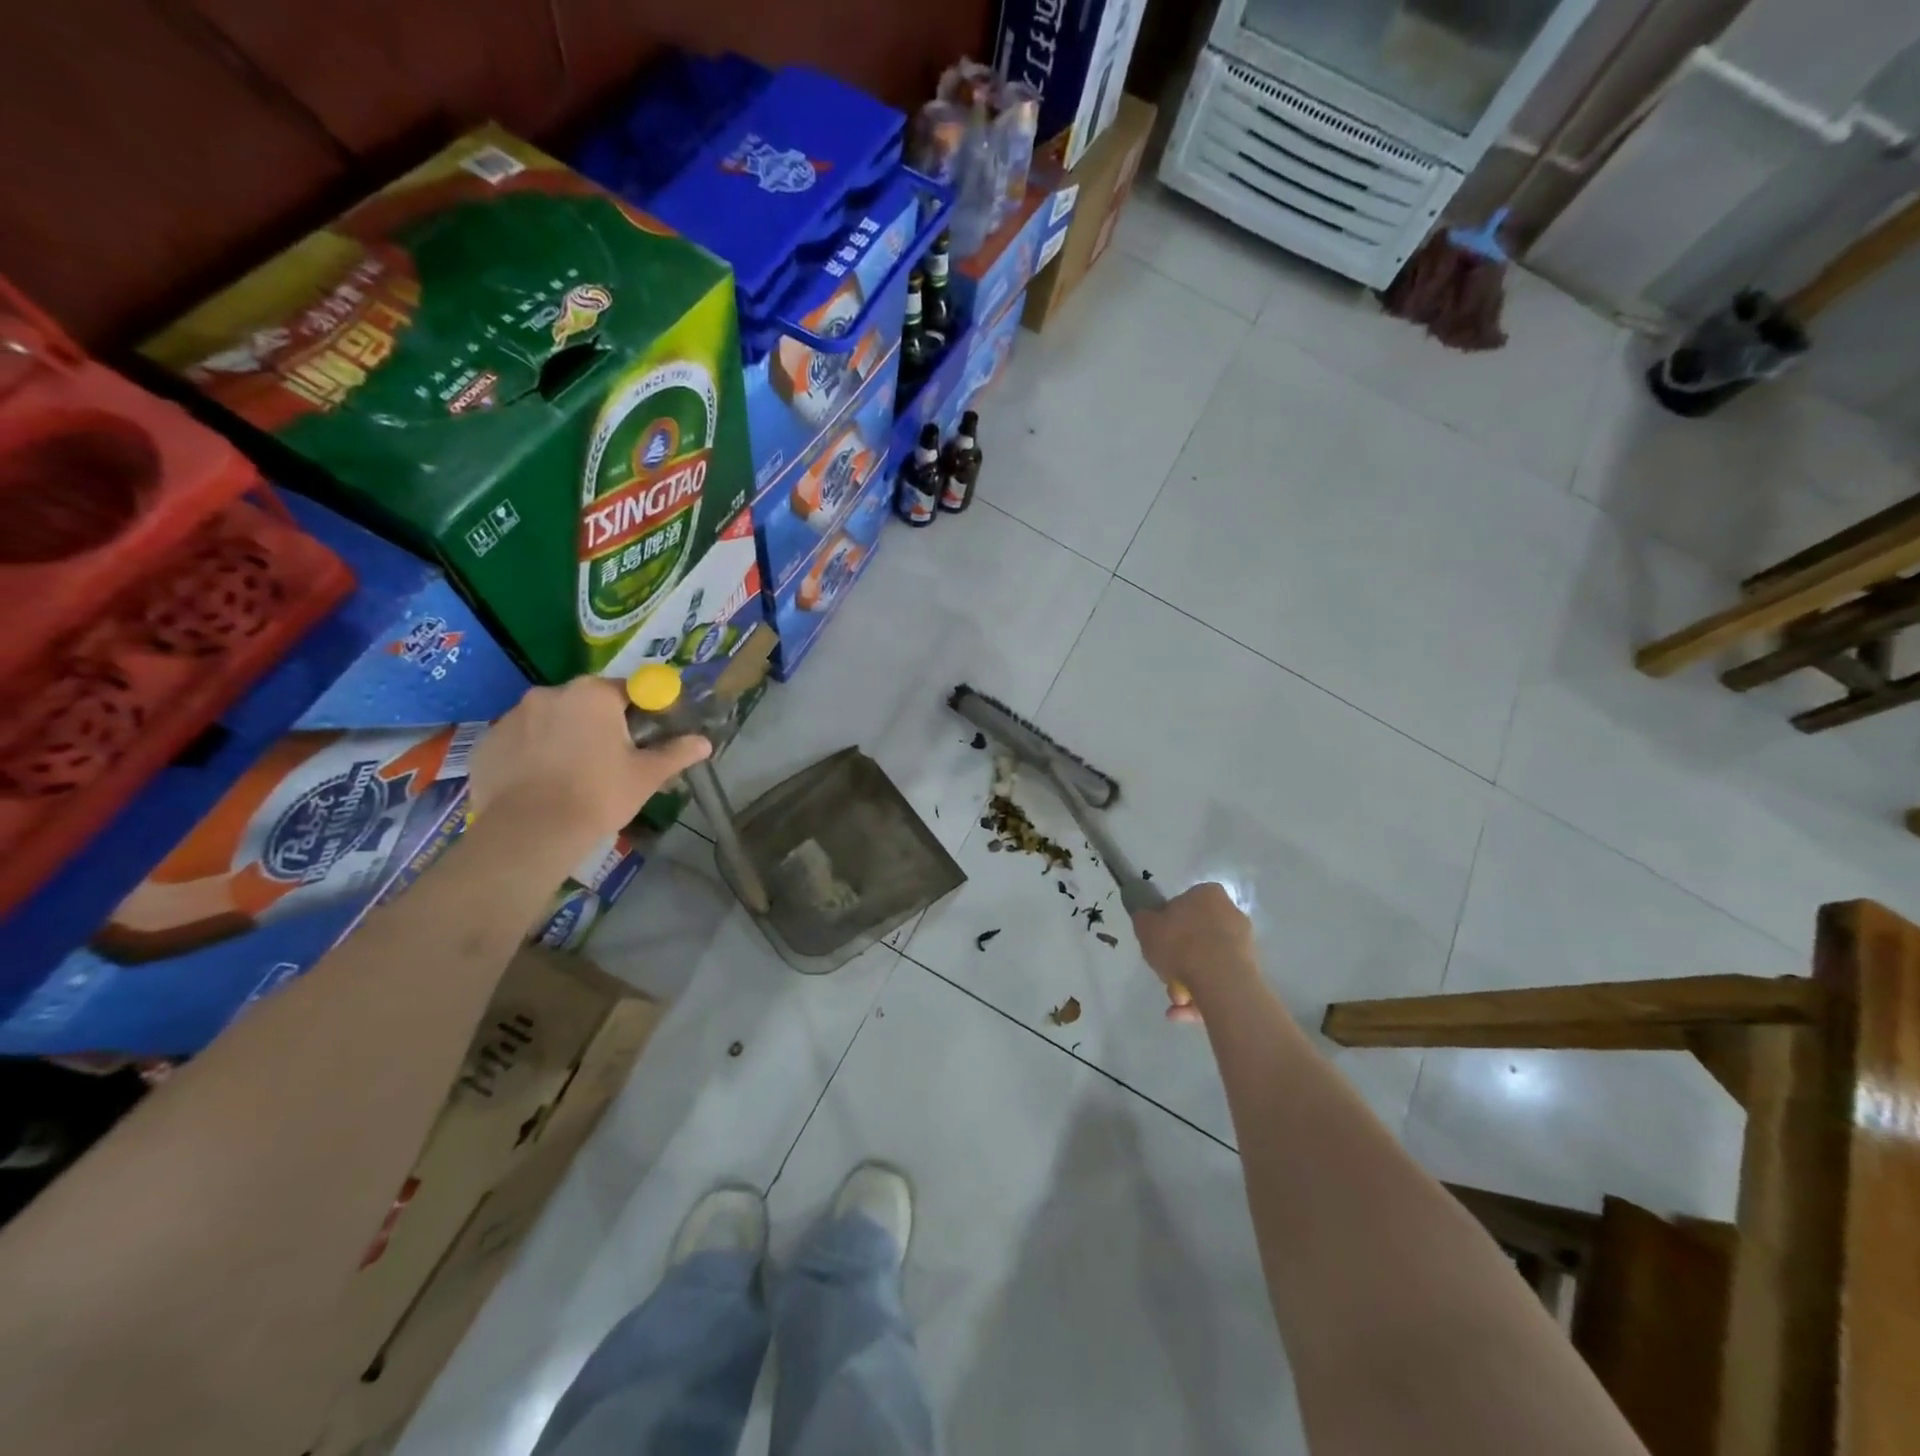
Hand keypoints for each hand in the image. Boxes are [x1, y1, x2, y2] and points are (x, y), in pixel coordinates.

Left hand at [468, 677, 711, 843]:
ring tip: (573, 775)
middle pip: (587, 702)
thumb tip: (705, 742)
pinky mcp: (486, 743)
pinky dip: (533, 754)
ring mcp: (512, 716)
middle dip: (601, 723)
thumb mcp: (647, 775)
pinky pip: (520, 741)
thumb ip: (677, 753)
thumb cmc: (598, 795)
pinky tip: (542, 784)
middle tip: (613, 760)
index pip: (629, 689)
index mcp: (593, 694)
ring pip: (551, 720)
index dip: (643, 711)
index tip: (647, 736)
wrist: (530, 833)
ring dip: (565, 736)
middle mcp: (550, 694)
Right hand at [1132, 883, 1256, 1023]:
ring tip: (1176, 1003)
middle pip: (1196, 936)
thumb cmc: (1180, 944)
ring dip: (1188, 982)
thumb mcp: (1146, 927)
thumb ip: (1144, 919)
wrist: (1220, 980)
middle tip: (1166, 977)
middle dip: (1179, 961)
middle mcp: (1230, 913)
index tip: (1159, 944)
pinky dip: (1202, 995)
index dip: (1167, 925)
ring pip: (1207, 961)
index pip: (1184, 904)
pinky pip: (1219, 980)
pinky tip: (1184, 1012)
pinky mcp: (1251, 970)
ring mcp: (1243, 943)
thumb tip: (1148, 919)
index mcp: (1207, 894)